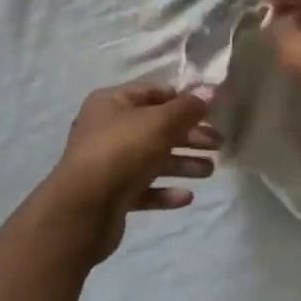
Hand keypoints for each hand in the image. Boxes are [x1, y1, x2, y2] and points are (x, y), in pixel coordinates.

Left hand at [47, 84, 219, 264]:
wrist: (82, 209)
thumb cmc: (122, 151)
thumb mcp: (160, 122)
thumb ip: (187, 108)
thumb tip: (209, 91)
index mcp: (112, 103)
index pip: (153, 93)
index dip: (182, 99)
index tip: (210, 111)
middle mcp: (107, 129)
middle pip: (156, 127)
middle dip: (189, 135)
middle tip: (218, 144)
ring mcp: (108, 164)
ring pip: (152, 159)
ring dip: (182, 163)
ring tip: (209, 171)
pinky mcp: (111, 195)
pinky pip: (143, 188)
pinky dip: (165, 190)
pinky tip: (186, 197)